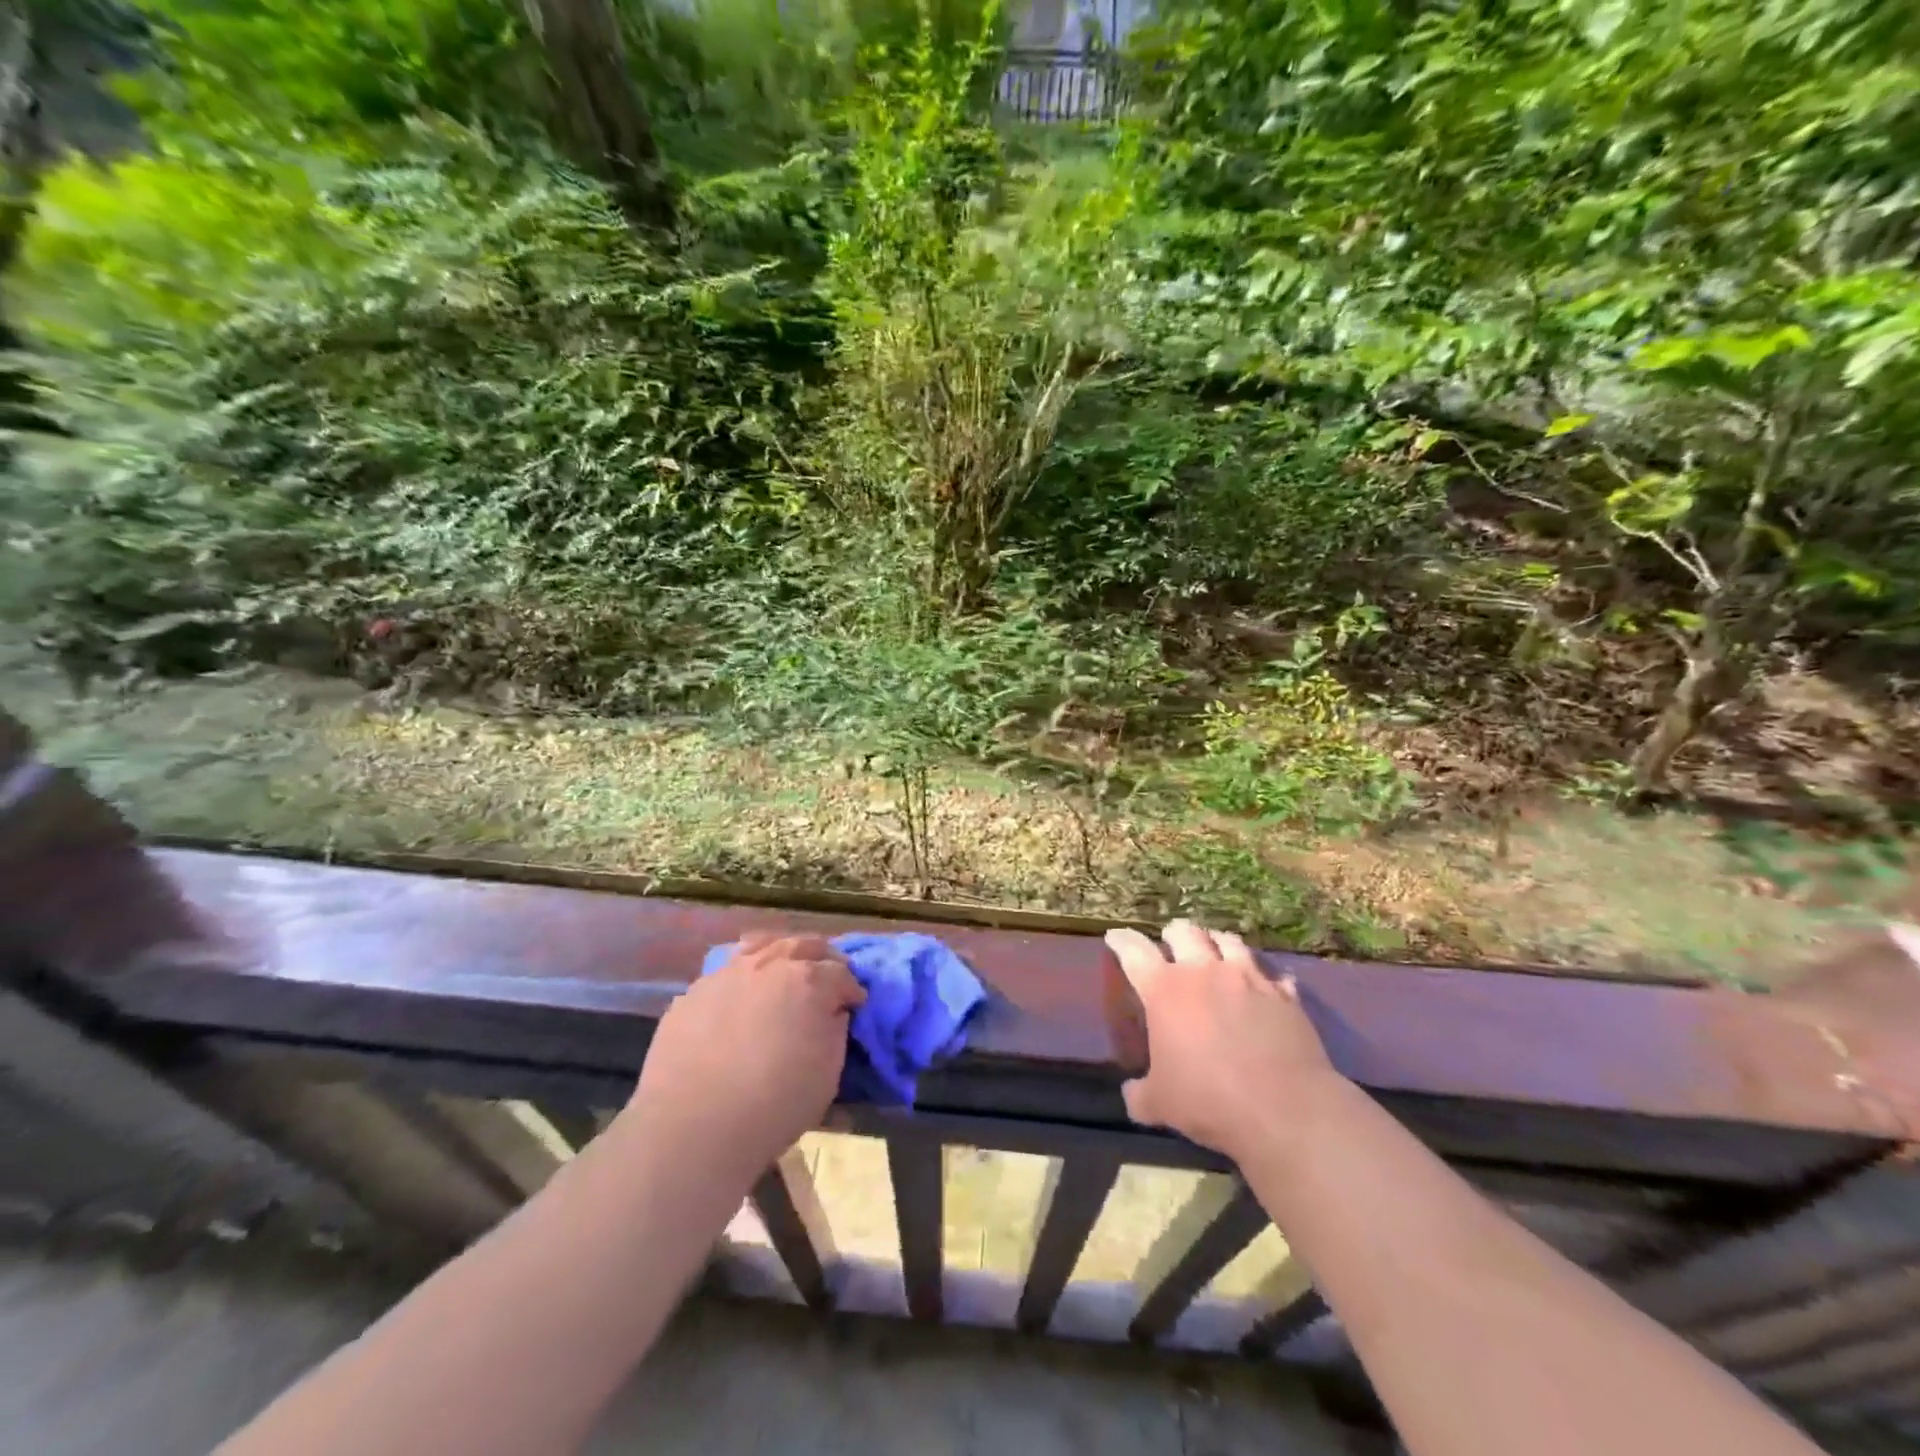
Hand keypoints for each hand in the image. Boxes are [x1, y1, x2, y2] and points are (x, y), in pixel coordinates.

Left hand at [627, 933, 864, 1178]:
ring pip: (761, 945)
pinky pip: (726, 972)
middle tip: (827, 977)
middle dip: (822, 958)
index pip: (841, 973)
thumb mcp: (828, 1074)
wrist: (692, 1126)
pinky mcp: (693, 992)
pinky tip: (741, 996)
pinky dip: (743, 976)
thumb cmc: (774, 1104)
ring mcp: (727, 973)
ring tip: (784, 970)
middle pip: (803, 944)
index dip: (852, 989)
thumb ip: (835, 1032)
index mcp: (809, 981)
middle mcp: (769, 964)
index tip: (855, 1004)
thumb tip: (832, 1013)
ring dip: (780, 954)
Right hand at [1106, 919, 1344, 1161]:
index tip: (1115, 937)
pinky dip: (1266, 977)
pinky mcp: (1284, 995)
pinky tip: (1268, 985)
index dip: (1122, 941)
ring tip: (1216, 946)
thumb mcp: (1159, 1104)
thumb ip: (1140, 1093)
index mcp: (1164, 989)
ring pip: (1229, 941)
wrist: (1283, 1110)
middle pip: (1185, 932)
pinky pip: (1274, 975)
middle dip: (1174, 934)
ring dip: (1217, 941)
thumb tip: (1132, 1093)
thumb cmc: (1208, 1100)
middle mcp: (1203, 972)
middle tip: (1171, 940)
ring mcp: (1247, 979)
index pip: (1134, 951)